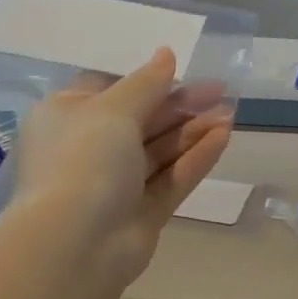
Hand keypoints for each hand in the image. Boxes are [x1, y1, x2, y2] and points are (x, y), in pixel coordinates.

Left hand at [10, 48, 232, 287]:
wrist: (76, 244)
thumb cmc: (84, 160)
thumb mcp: (113, 109)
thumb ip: (146, 82)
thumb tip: (167, 54)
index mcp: (66, 117)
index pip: (109, 91)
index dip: (147, 81)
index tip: (182, 72)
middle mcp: (88, 149)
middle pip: (141, 120)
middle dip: (180, 105)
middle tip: (220, 90)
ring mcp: (116, 185)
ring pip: (160, 150)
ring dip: (193, 130)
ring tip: (231, 112)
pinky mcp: (141, 213)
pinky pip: (171, 178)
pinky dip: (195, 158)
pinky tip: (224, 137)